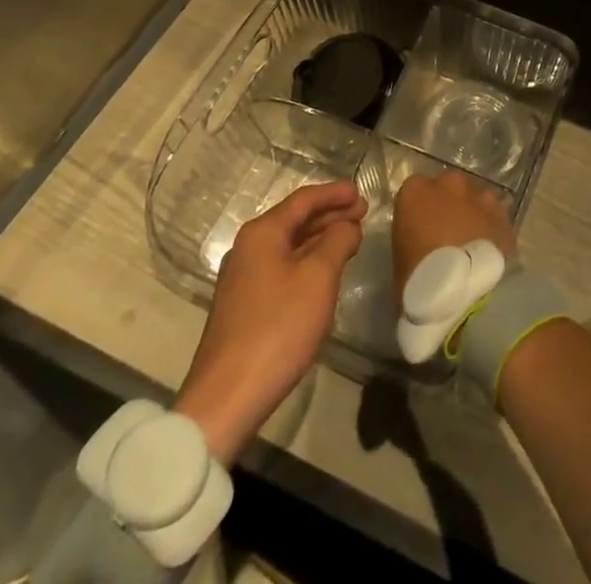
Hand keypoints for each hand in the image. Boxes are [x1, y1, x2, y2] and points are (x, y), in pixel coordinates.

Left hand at [172, 180, 366, 465]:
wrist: (226, 398)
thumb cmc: (277, 327)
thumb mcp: (318, 277)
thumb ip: (338, 241)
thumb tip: (347, 225)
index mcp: (262, 233)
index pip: (304, 199)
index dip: (334, 193)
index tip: (361, 192)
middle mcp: (248, 248)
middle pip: (295, 220)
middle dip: (330, 215)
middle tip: (363, 214)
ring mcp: (243, 279)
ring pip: (289, 246)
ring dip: (320, 239)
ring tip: (351, 240)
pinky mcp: (244, 306)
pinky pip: (282, 269)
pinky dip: (307, 262)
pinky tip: (325, 273)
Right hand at [391, 170, 516, 293]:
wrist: (458, 293)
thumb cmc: (416, 279)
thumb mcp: (400, 257)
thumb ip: (413, 236)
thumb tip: (423, 241)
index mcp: (416, 191)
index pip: (415, 190)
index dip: (420, 209)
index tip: (421, 228)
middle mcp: (449, 184)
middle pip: (448, 187)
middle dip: (449, 205)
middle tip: (448, 234)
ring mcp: (480, 196)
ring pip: (476, 199)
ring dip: (473, 214)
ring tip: (471, 244)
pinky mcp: (503, 215)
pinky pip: (495, 218)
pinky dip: (492, 229)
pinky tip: (488, 252)